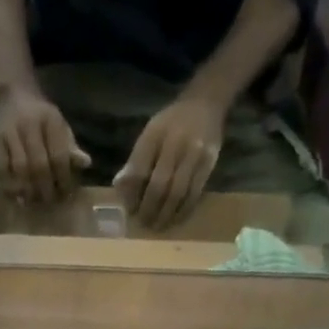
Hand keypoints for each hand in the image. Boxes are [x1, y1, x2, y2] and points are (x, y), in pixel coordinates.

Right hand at [0, 82, 89, 202]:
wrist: (12, 93)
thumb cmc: (40, 116)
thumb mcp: (59, 125)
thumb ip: (70, 146)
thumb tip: (86, 163)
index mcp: (51, 120)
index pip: (59, 156)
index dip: (63, 179)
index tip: (65, 195)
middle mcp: (30, 124)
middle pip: (39, 165)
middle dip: (45, 188)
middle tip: (49, 202)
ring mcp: (11, 132)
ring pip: (21, 169)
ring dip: (28, 190)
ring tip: (33, 202)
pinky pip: (3, 167)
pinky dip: (10, 185)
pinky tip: (17, 196)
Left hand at [115, 93, 225, 227]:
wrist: (206, 102)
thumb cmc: (171, 123)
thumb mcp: (149, 134)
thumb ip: (135, 161)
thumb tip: (119, 189)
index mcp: (154, 135)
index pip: (139, 173)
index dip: (132, 197)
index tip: (130, 211)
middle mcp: (174, 143)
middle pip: (158, 186)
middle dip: (149, 210)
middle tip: (143, 224)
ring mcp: (194, 154)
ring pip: (177, 194)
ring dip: (165, 215)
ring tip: (158, 226)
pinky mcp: (208, 163)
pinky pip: (194, 194)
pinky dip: (183, 210)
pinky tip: (175, 218)